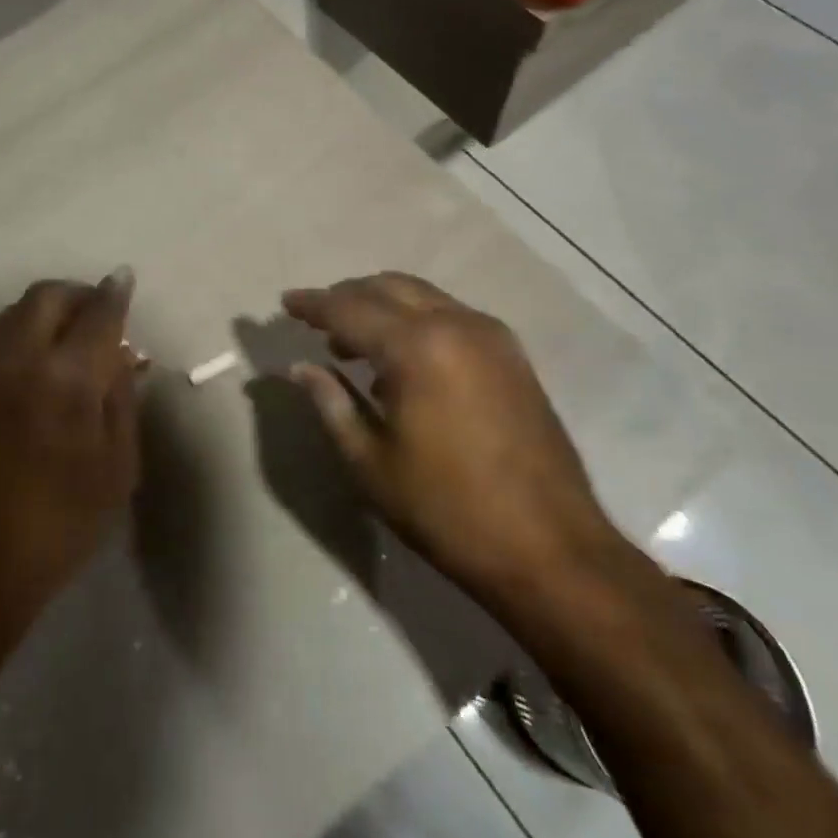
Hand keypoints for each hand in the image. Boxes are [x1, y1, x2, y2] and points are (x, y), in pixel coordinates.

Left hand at [0, 270, 141, 639]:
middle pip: (46, 297)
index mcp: (67, 380)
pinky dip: (26, 329)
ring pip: (16, 312)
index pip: (97, 316)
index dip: (114, 294)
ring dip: (48, 308)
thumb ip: (120, 401)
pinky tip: (43, 359)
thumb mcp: (117, 467)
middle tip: (101, 311)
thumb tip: (121, 356)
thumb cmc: (63, 523)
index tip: (124, 279)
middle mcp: (21, 362)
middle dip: (77, 293)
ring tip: (73, 332)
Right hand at [283, 273, 619, 611]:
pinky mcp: (513, 355)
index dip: (313, 305)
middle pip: (388, 288)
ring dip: (382, 306)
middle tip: (316, 321)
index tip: (286, 303)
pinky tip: (401, 359)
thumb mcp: (371, 462)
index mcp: (417, 347)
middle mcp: (456, 324)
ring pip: (422, 296)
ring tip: (351, 341)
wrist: (551, 550)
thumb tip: (300, 368)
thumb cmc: (447, 510)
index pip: (350, 308)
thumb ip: (331, 403)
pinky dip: (415, 320)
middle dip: (347, 297)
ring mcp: (491, 336)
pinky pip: (450, 315)